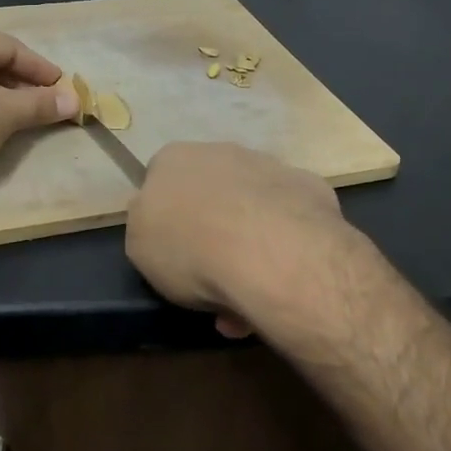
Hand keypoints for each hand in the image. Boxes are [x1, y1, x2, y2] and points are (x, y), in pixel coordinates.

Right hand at [125, 143, 355, 349]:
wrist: (271, 251)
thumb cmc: (190, 248)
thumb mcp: (139, 247)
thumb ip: (147, 227)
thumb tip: (162, 221)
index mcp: (174, 159)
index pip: (161, 181)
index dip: (166, 219)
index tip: (173, 255)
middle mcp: (221, 151)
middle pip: (210, 195)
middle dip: (211, 234)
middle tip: (211, 282)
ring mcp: (270, 166)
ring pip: (252, 210)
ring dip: (249, 247)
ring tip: (250, 299)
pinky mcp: (311, 188)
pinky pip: (290, 221)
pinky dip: (285, 247)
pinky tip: (283, 281)